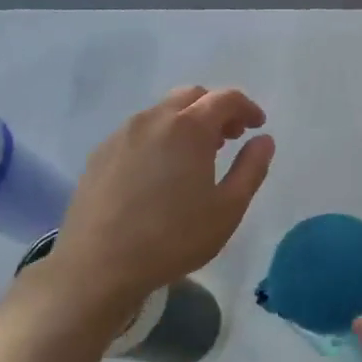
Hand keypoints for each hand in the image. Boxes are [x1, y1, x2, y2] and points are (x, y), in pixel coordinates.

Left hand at [36, 86, 274, 312]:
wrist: (99, 265)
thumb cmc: (174, 237)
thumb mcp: (228, 208)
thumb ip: (251, 168)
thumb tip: (263, 140)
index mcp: (188, 128)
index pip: (225, 98)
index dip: (247, 107)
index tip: (257, 126)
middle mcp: (153, 120)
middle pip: (191, 97)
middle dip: (216, 109)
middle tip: (230, 138)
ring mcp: (121, 135)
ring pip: (161, 112)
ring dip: (186, 122)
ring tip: (196, 157)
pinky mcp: (100, 154)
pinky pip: (138, 132)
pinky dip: (160, 137)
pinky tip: (161, 172)